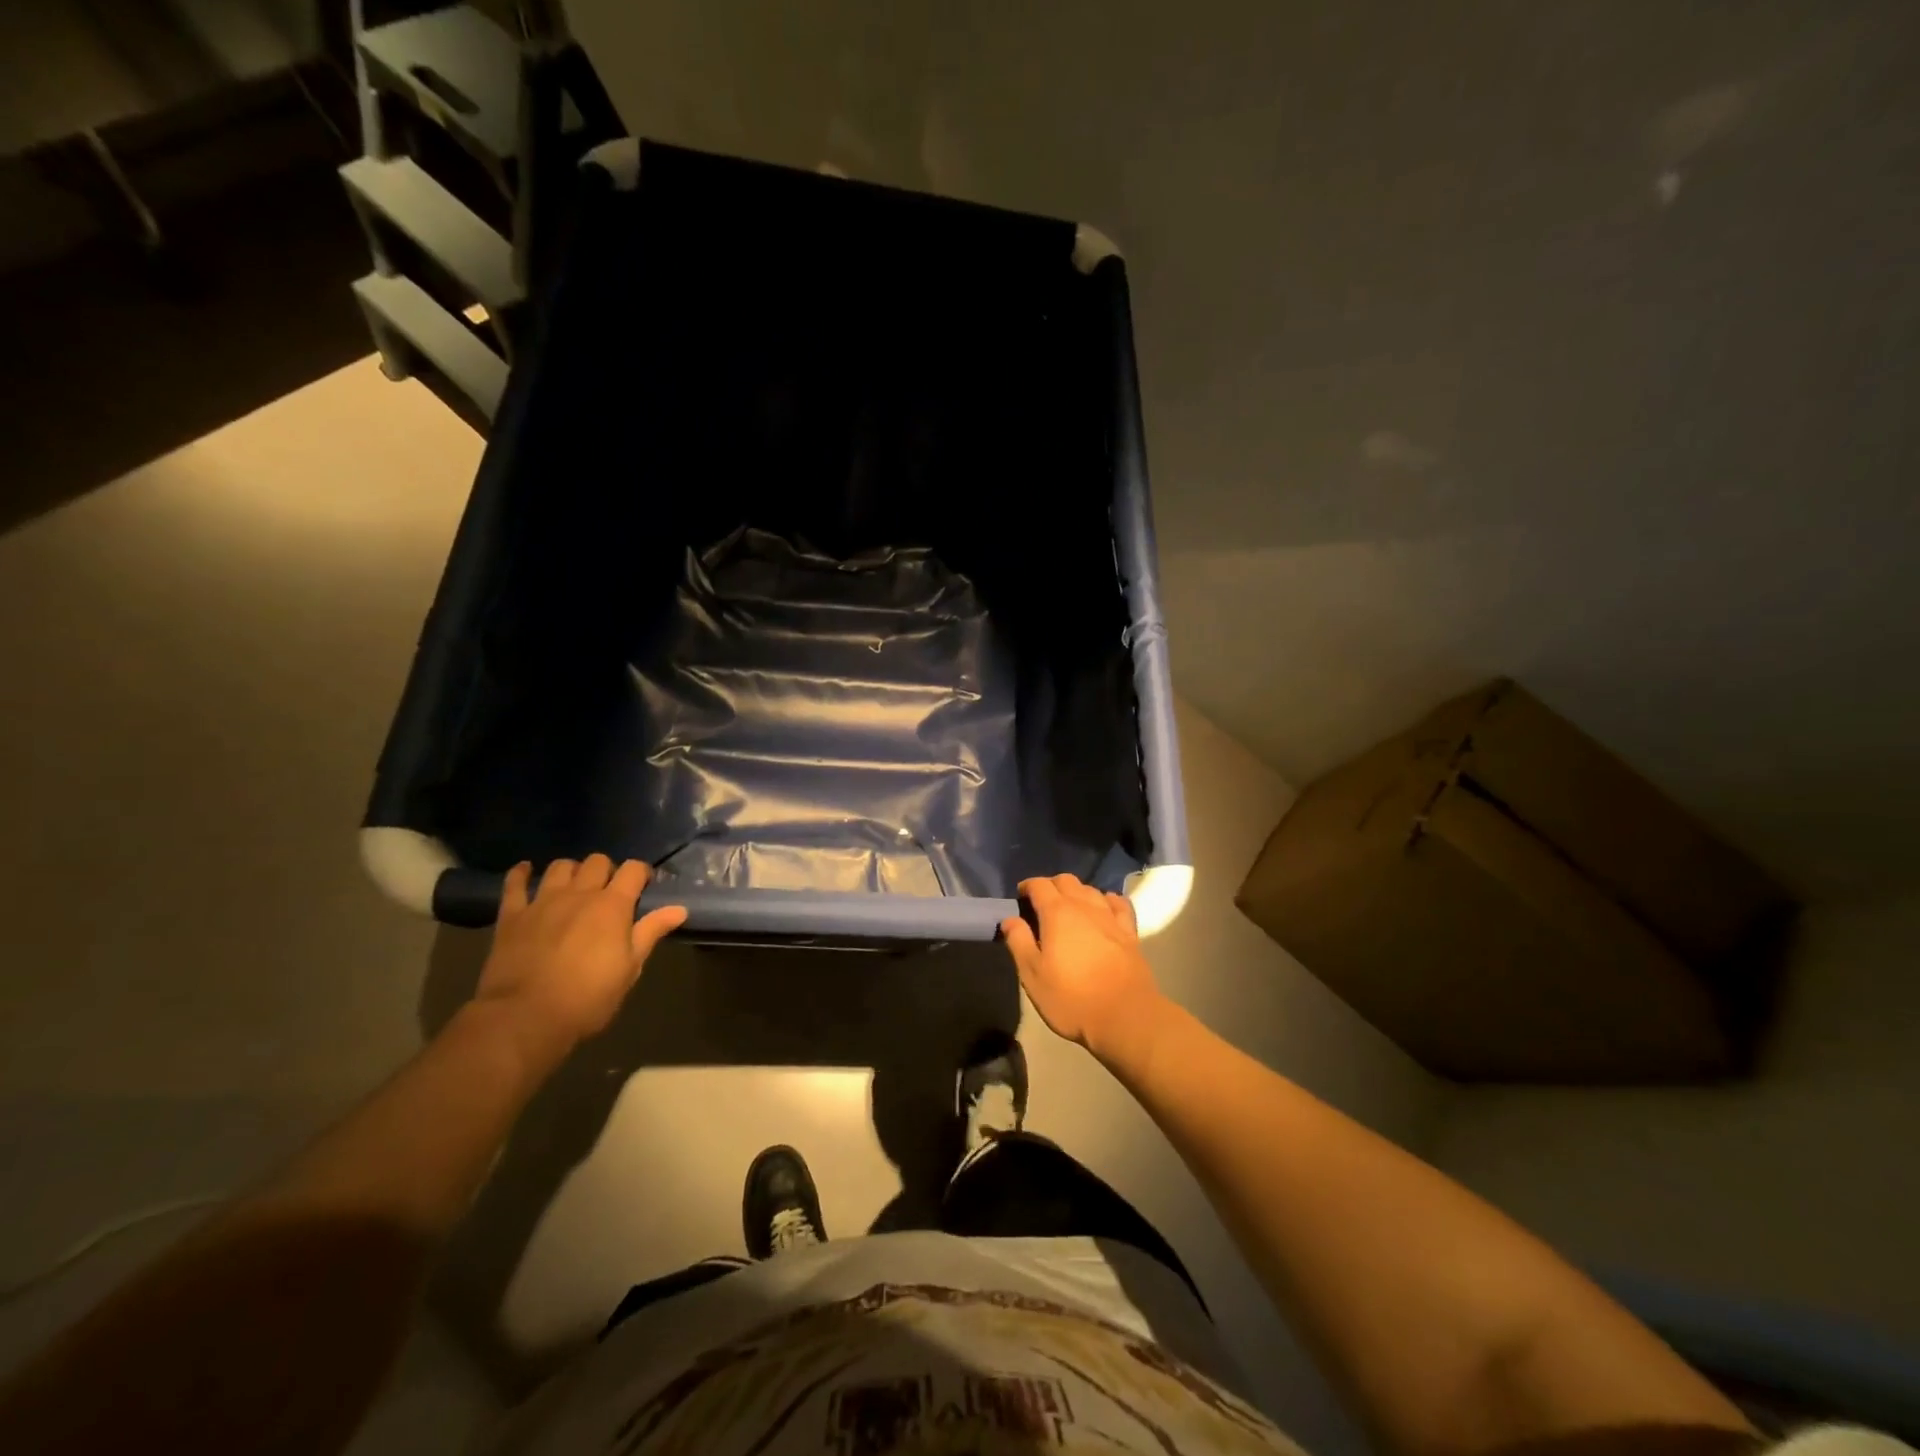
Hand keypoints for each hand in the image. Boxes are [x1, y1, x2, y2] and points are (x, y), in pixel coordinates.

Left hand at [473, 854, 687, 1070]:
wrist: (526, 1018)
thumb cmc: (588, 997)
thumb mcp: (630, 968)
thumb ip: (651, 932)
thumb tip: (680, 909)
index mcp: (613, 905)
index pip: (633, 869)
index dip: (641, 873)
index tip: (643, 886)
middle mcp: (580, 893)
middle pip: (597, 861)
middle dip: (607, 870)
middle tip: (608, 892)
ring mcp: (543, 901)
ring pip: (561, 866)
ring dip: (572, 871)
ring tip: (574, 887)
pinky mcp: (512, 915)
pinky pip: (515, 883)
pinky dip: (522, 874)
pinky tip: (527, 871)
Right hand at [1000, 875, 1165, 1059]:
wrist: (1125, 1016)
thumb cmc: (1071, 998)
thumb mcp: (1033, 975)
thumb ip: (1019, 942)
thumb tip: (1010, 919)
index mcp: (1057, 913)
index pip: (1039, 885)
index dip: (1027, 886)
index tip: (1020, 896)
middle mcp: (1084, 906)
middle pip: (1066, 881)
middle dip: (1051, 886)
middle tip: (1041, 903)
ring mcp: (1110, 917)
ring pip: (1091, 890)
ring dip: (1077, 892)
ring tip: (1069, 908)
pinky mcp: (1129, 932)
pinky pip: (1118, 904)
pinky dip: (1107, 900)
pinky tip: (1104, 909)